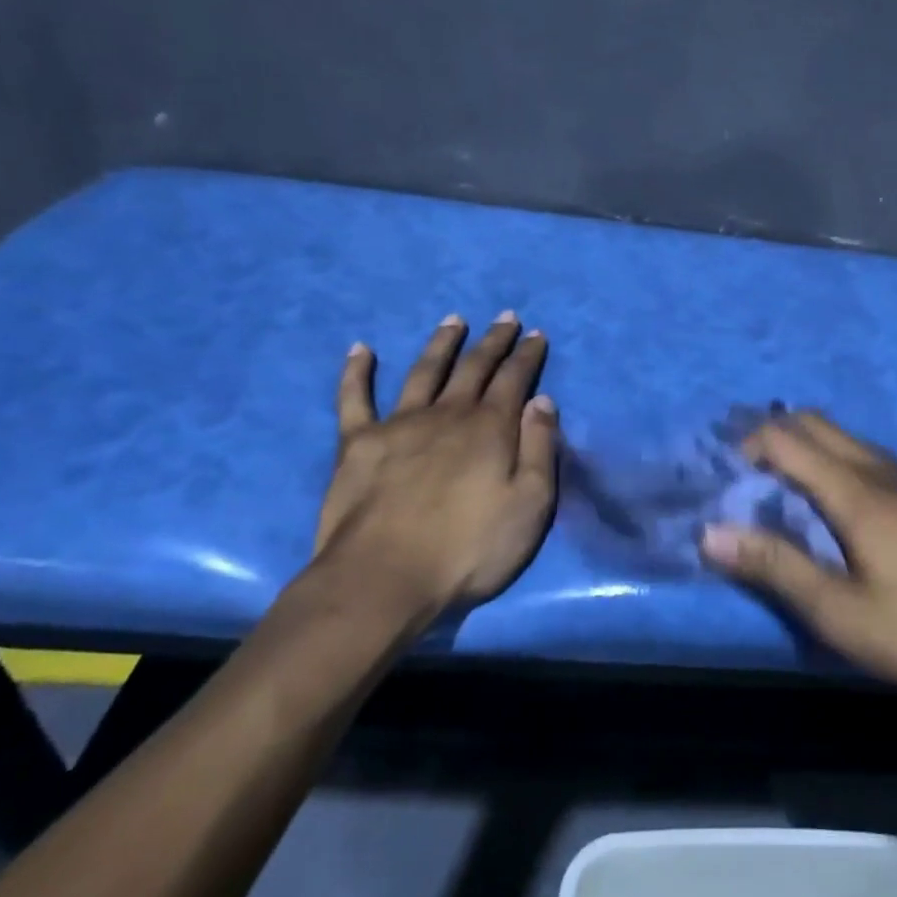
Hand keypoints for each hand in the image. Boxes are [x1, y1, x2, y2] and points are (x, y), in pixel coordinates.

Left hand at [311, 312, 558, 623]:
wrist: (384, 578)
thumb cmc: (468, 549)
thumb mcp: (530, 505)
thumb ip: (540, 449)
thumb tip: (542, 401)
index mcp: (490, 428)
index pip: (515, 379)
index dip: (527, 355)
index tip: (536, 333)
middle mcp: (448, 414)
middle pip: (474, 367)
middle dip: (493, 341)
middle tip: (505, 317)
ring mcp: (400, 424)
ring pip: (425, 370)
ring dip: (441, 343)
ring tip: (453, 320)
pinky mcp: (358, 442)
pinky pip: (355, 398)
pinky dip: (357, 371)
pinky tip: (361, 349)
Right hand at [701, 411, 896, 699]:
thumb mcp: (838, 612)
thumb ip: (774, 566)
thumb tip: (710, 532)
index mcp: (855, 490)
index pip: (787, 438)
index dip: (747, 446)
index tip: (723, 477)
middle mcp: (880, 470)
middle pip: (815, 423)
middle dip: (772, 435)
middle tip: (744, 476)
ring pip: (843, 437)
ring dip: (805, 445)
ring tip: (780, 486)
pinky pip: (865, 454)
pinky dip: (833, 457)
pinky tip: (833, 502)